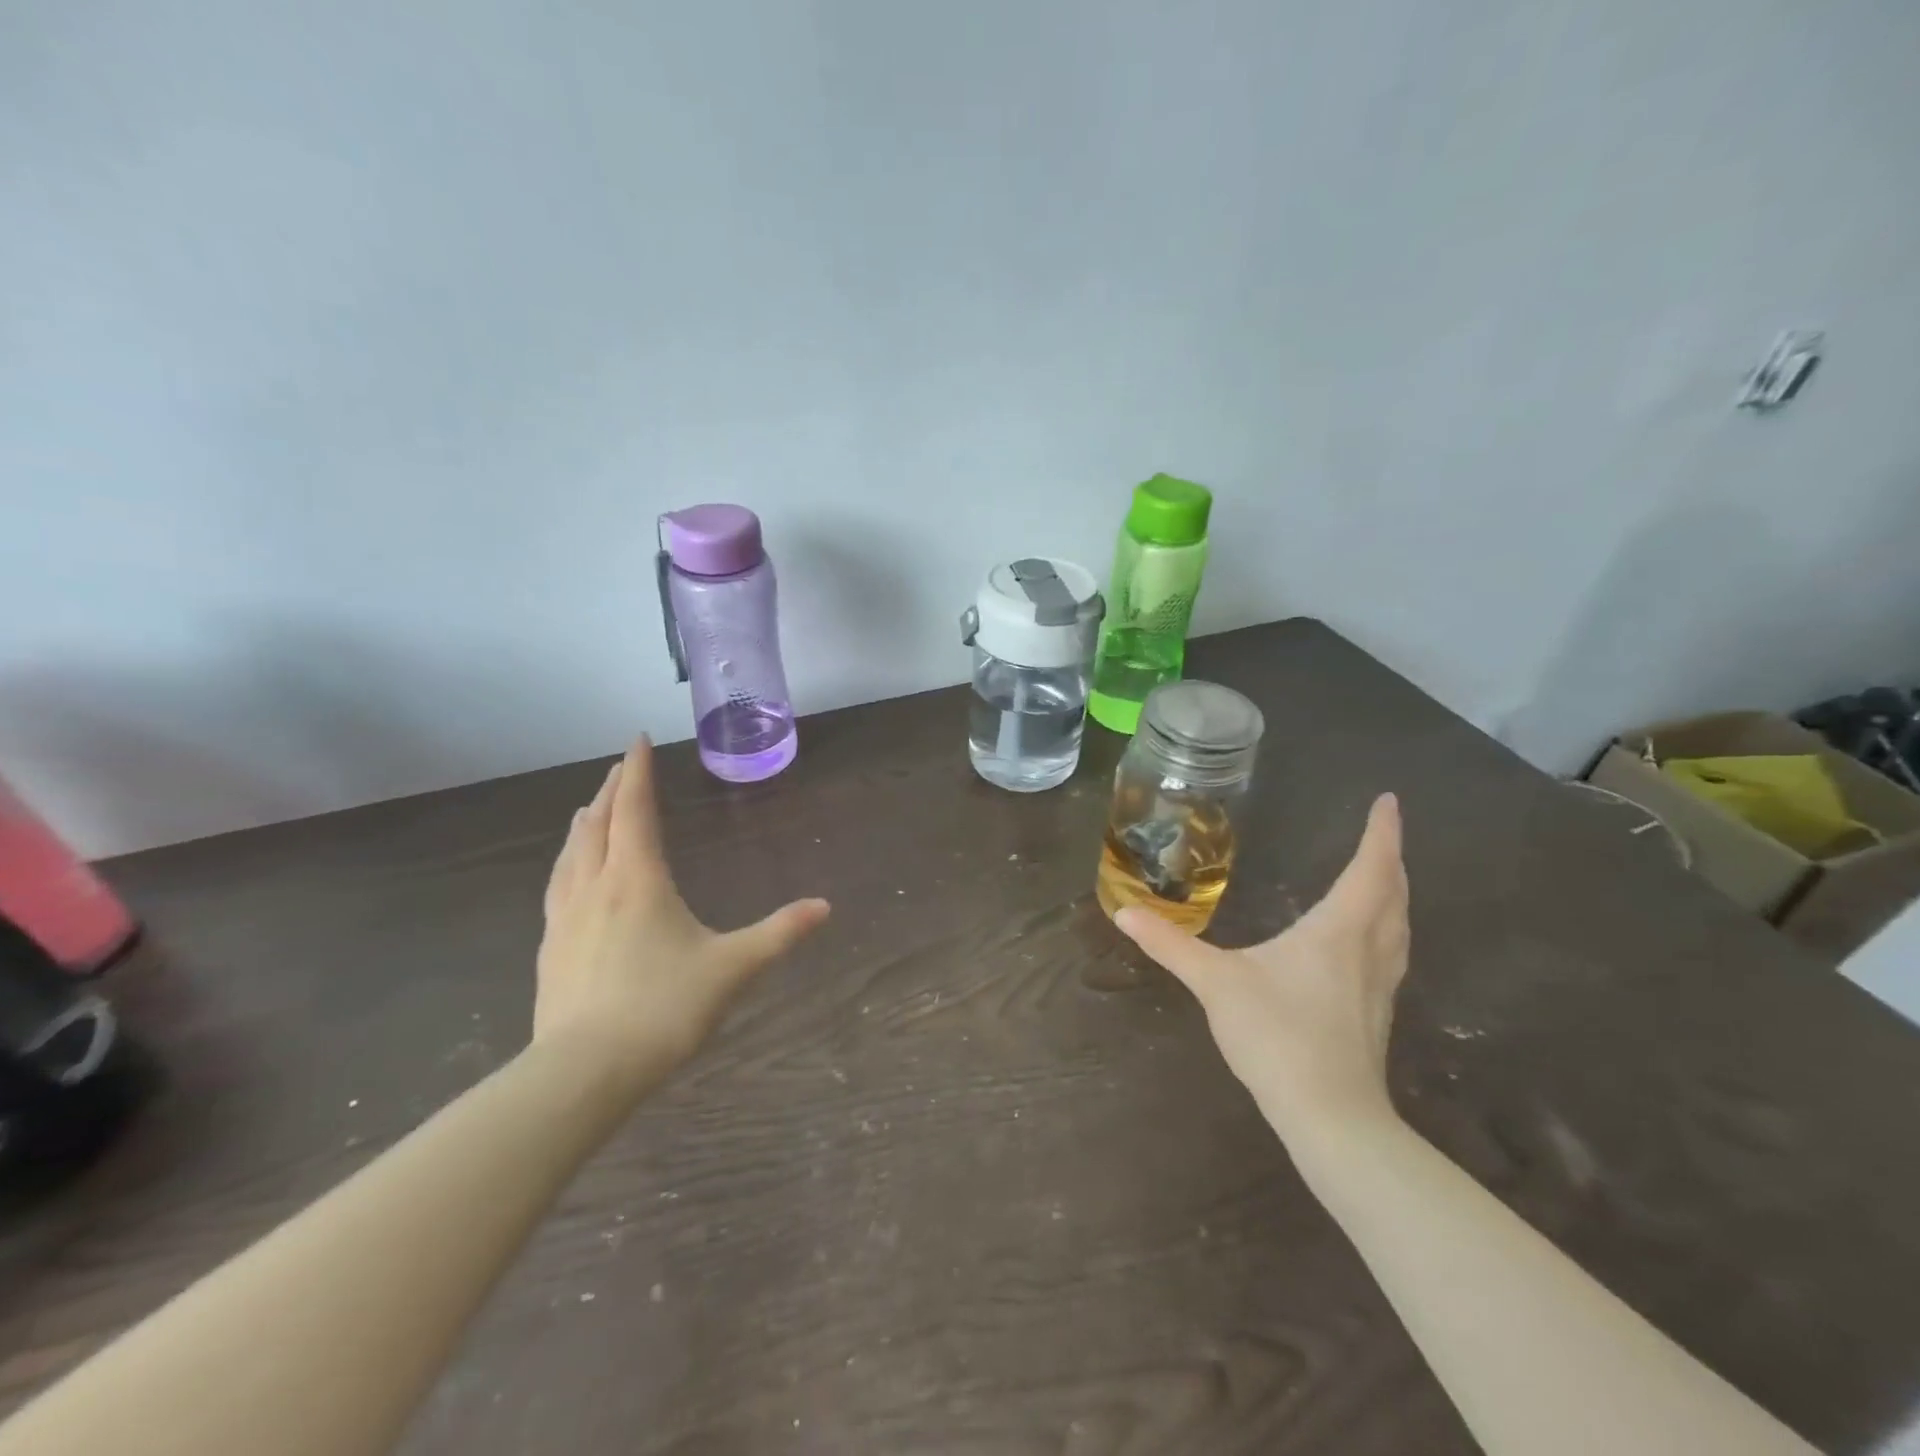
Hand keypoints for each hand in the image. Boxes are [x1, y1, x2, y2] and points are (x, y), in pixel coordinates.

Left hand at [535, 738, 829, 1081]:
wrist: (584, 1071)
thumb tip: (825, 907)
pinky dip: (568, 862)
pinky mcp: (550, 948)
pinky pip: (557, 886)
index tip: (637, 739)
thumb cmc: (664, 1007)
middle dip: (613, 790)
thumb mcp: (733, 968)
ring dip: (585, 822)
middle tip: (622, 767)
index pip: (636, 810)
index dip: (638, 771)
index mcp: (637, 880)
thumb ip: (779, 934)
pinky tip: (569, 876)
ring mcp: (565, 918)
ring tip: (590, 809)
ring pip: (571, 853)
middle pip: (599, 823)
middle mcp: (595, 887)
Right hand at [1116, 793, 1408, 1141]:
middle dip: (1391, 860)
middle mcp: (1368, 952)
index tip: (1389, 802)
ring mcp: (1379, 987)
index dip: (1381, 834)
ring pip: (1400, 928)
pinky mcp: (1376, 1016)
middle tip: (1384, 836)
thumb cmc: (1277, 1036)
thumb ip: (1170, 946)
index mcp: (1337, 932)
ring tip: (1384, 881)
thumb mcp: (1215, 983)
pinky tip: (1366, 946)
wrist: (1330, 1117)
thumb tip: (1124, 912)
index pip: (1370, 870)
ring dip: (1396, 896)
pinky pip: (1392, 954)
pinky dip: (1387, 930)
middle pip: (1394, 895)